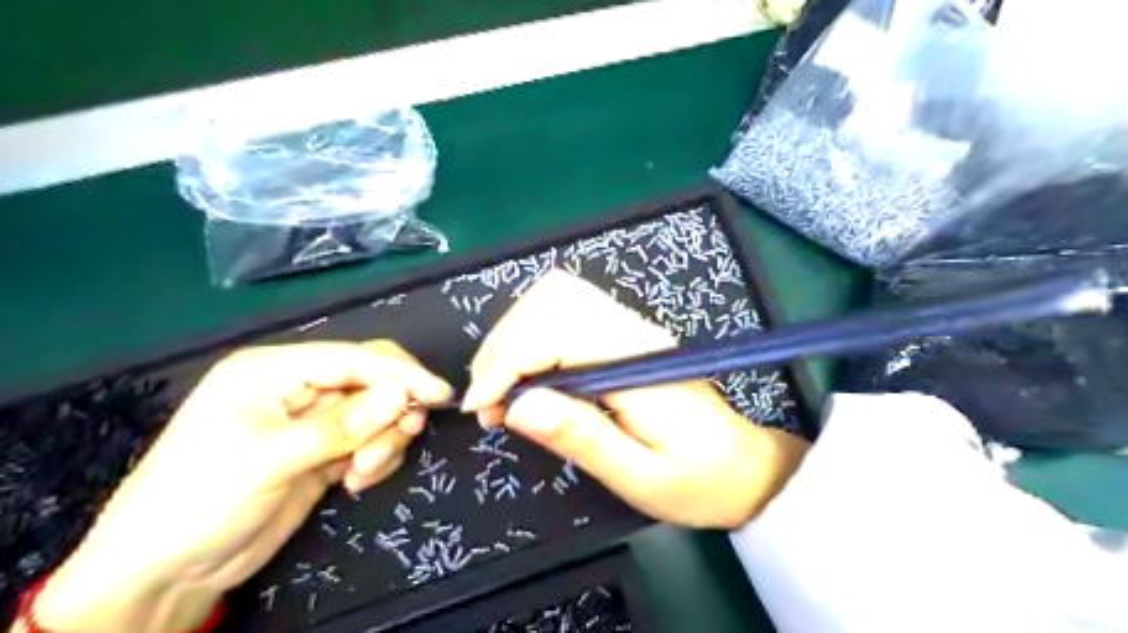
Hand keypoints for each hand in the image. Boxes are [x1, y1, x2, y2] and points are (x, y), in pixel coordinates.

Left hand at [29, 344, 449, 629]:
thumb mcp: (272, 458)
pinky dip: (375, 458)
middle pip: (372, 379)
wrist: (166, 572)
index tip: (440, 394)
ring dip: (383, 440)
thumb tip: (403, 394)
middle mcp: (298, 387)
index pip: (354, 358)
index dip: (401, 373)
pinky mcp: (324, 451)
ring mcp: (313, 421)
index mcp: (275, 370)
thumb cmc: (201, 499)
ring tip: (361, 473)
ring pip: (377, 412)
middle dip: (392, 408)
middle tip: (404, 436)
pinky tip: (354, 481)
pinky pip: (370, 441)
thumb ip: (343, 424)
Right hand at [462, 270, 805, 529]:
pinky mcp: (625, 335)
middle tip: (487, 401)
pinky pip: (568, 311)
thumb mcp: (639, 477)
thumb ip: (580, 437)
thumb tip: (517, 407)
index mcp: (636, 361)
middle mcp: (632, 330)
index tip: (480, 408)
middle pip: (551, 300)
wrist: (746, 468)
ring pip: (557, 296)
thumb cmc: (698, 482)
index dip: (506, 365)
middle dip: (503, 344)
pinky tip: (528, 372)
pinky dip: (533, 332)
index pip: (554, 334)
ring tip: (501, 387)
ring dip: (515, 333)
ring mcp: (630, 327)